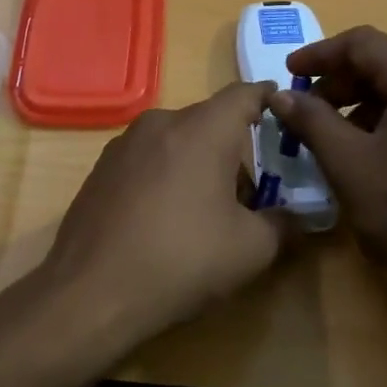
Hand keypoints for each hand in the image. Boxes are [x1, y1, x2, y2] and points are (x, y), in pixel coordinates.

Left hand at [36, 81, 298, 356]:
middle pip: (210, 120)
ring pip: (176, 139)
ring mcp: (124, 143)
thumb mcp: (251, 250)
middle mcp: (161, 122)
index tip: (284, 112)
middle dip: (234, 146)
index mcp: (202, 129)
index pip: (245, 94)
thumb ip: (284, 224)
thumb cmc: (181, 261)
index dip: (269, 99)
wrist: (90, 292)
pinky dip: (166, 174)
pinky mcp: (101, 168)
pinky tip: (164, 217)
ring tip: (207, 208)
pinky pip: (148, 158)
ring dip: (198, 161)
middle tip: (252, 188)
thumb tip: (297, 217)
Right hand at [270, 26, 386, 330]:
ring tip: (332, 133)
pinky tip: (369, 147)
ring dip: (364, 102)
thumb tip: (280, 95)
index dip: (320, 55)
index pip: (366, 44)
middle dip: (341, 82)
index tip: (288, 75)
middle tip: (306, 110)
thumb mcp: (348, 163)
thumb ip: (311, 119)